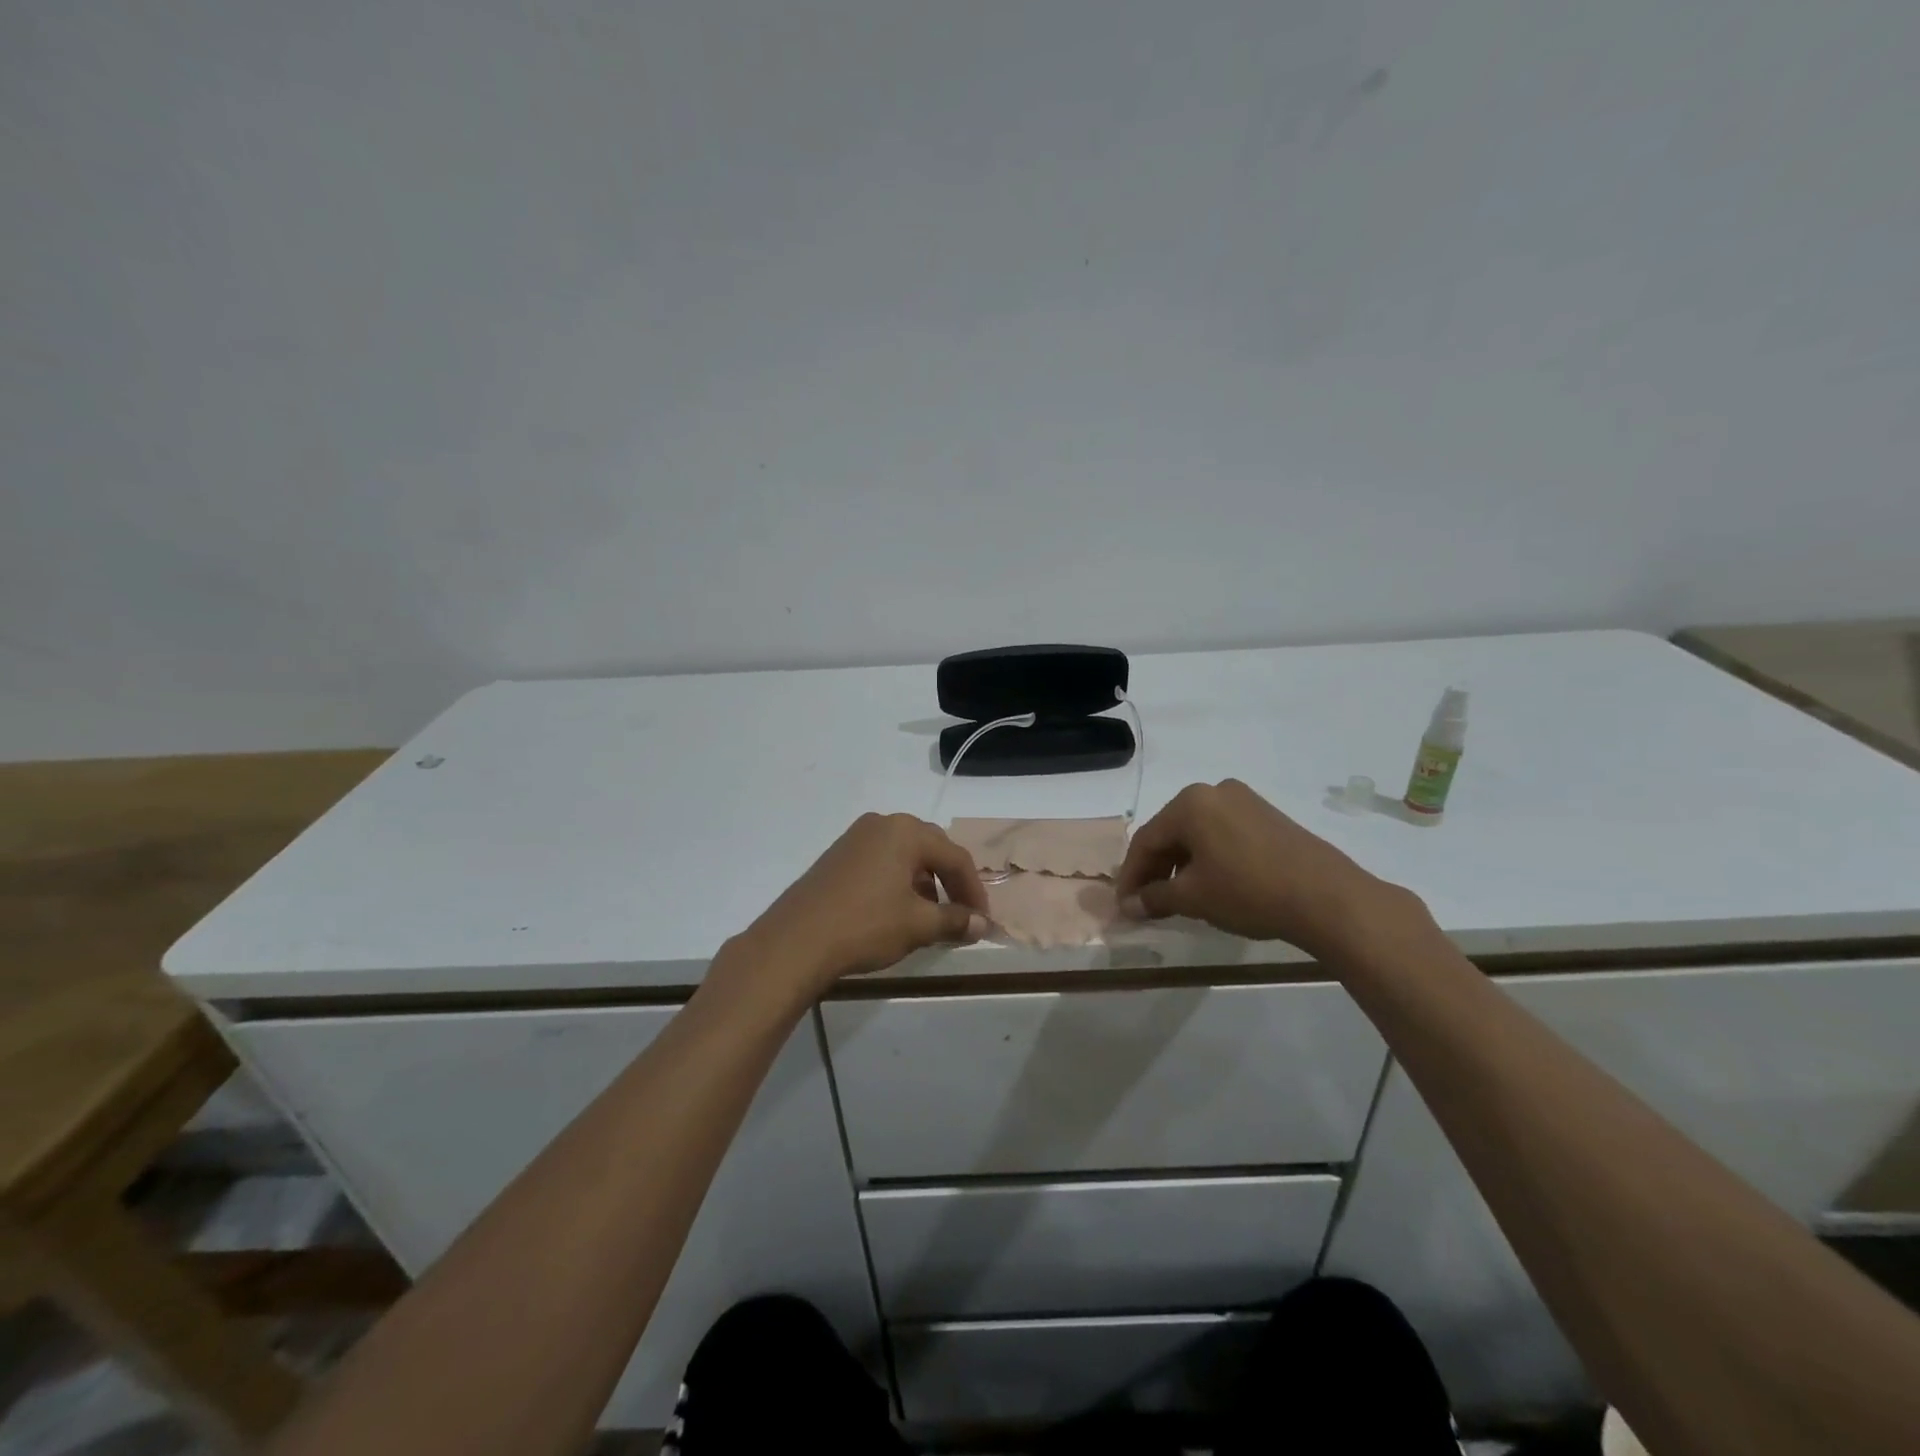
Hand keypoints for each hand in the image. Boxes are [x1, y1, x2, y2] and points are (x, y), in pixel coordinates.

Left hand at [729, 813, 989, 1003]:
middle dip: (950, 882)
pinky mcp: (837, 855)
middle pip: (931, 849)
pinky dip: (897, 882)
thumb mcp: (917, 925)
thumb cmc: (865, 925)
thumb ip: (955, 920)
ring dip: (924, 882)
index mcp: (906, 831)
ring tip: (929, 916)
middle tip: (961, 913)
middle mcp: (882, 824)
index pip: (955, 857)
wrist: (795, 941)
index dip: (973, 890)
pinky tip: (896, 911)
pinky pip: (881, 862)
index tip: (982, 921)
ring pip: (904, 855)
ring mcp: (855, 837)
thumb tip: (983, 925)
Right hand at [1115, 779, 1415, 956]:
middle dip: (1156, 869)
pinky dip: (1208, 858)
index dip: (1130, 875)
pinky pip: (1223, 834)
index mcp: (1190, 803)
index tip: (1123, 904)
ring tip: (1176, 899)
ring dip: (1181, 865)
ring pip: (1197, 834)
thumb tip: (1128, 905)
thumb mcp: (1193, 898)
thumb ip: (1154, 897)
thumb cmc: (1249, 891)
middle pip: (1171, 833)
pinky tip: (1209, 884)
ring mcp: (1245, 801)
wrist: (1327, 897)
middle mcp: (1214, 792)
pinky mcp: (1268, 816)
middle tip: (1146, 903)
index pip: (1146, 840)